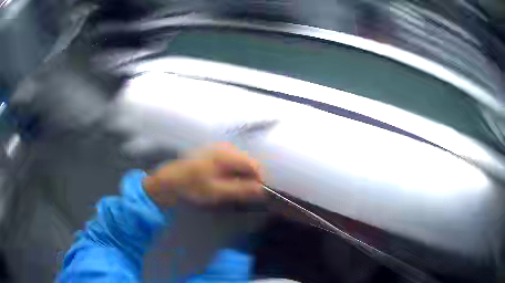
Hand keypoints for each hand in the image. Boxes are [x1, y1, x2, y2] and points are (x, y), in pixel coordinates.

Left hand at [143, 143, 263, 205]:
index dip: (259, 179)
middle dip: (250, 177)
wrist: (169, 180)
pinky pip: (232, 160)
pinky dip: (234, 171)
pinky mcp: (214, 152)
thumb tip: (261, 190)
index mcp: (225, 155)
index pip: (253, 165)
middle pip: (248, 162)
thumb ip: (240, 189)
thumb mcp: (216, 191)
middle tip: (244, 193)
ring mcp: (219, 148)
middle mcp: (225, 147)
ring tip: (234, 188)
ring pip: (241, 161)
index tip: (257, 194)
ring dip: (242, 175)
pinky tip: (226, 180)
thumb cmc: (192, 186)